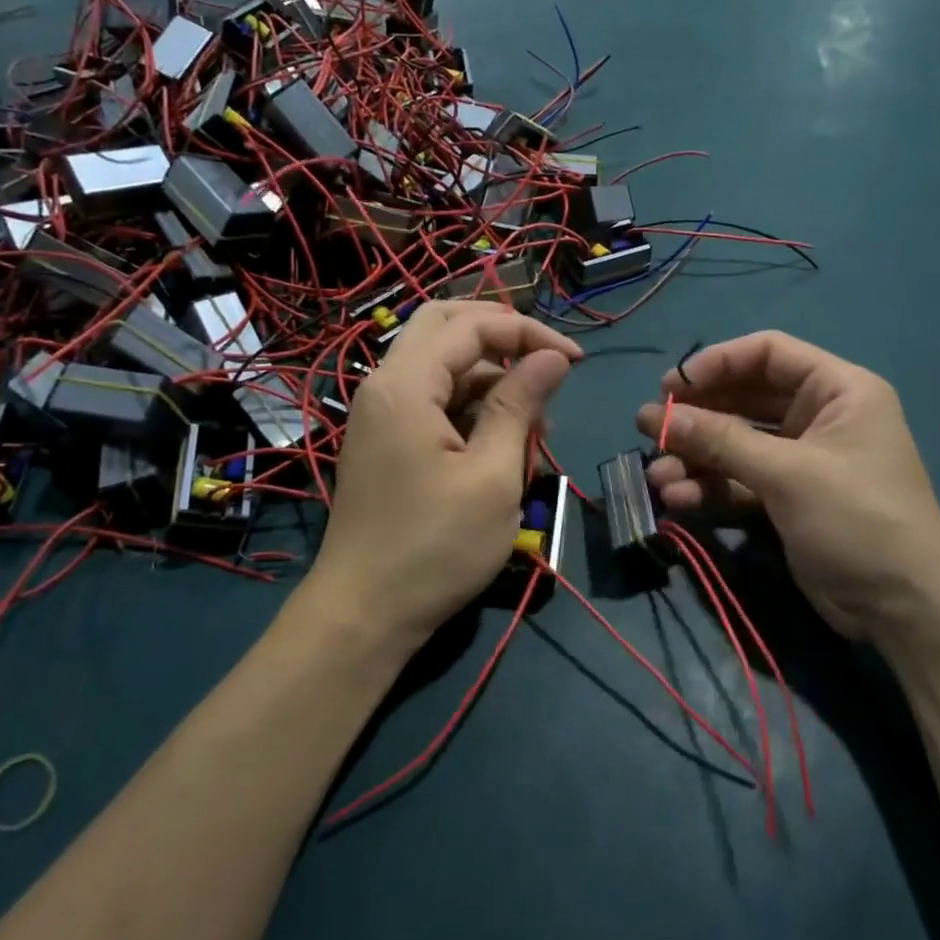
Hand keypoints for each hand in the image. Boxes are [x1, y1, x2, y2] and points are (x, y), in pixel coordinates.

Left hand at [312, 301, 579, 649]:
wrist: (364, 614)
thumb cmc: (435, 548)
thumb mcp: (492, 476)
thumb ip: (520, 405)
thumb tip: (553, 356)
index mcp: (405, 385)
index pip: (472, 326)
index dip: (529, 332)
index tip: (575, 361)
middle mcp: (385, 385)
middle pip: (445, 326)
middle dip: (502, 334)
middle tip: (548, 360)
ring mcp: (382, 413)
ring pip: (440, 363)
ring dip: (490, 374)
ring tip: (536, 420)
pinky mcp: (387, 439)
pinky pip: (432, 397)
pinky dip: (471, 403)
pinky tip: (504, 439)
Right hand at [636, 331, 939, 639]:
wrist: (905, 610)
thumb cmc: (857, 519)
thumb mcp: (788, 474)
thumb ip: (721, 441)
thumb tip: (655, 416)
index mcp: (837, 390)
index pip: (768, 353)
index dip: (717, 363)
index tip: (671, 387)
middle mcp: (818, 417)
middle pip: (745, 399)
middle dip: (698, 417)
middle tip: (650, 429)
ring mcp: (801, 460)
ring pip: (736, 444)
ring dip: (696, 458)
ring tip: (658, 477)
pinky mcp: (787, 499)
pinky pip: (739, 481)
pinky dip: (711, 488)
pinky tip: (679, 501)